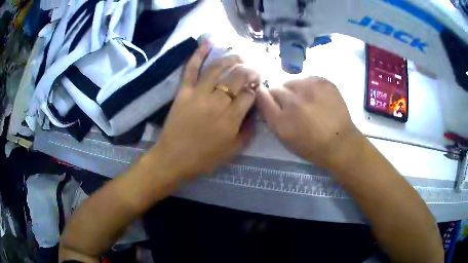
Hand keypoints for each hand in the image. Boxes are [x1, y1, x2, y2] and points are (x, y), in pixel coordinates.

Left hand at [152, 42, 259, 176]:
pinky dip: (198, 54)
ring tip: (240, 56)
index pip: (249, 95)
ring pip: (218, 69)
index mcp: (230, 119)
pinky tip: (207, 43)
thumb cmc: (204, 158)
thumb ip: (248, 131)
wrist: (173, 158)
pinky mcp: (183, 91)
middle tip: (253, 71)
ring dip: (231, 59)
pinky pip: (191, 69)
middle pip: (237, 78)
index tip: (257, 88)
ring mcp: (198, 94)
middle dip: (249, 71)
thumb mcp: (233, 151)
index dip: (255, 89)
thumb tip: (255, 112)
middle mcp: (216, 102)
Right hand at [256, 76, 363, 169]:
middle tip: (291, 105)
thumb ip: (271, 117)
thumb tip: (263, 96)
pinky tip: (316, 97)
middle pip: (276, 88)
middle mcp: (293, 102)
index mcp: (282, 120)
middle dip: (280, 96)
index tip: (267, 98)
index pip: (262, 97)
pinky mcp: (323, 82)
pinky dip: (308, 86)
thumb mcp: (285, 138)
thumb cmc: (311, 146)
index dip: (263, 96)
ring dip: (294, 89)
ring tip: (305, 100)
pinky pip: (307, 78)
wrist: (340, 142)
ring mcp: (309, 89)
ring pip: (292, 81)